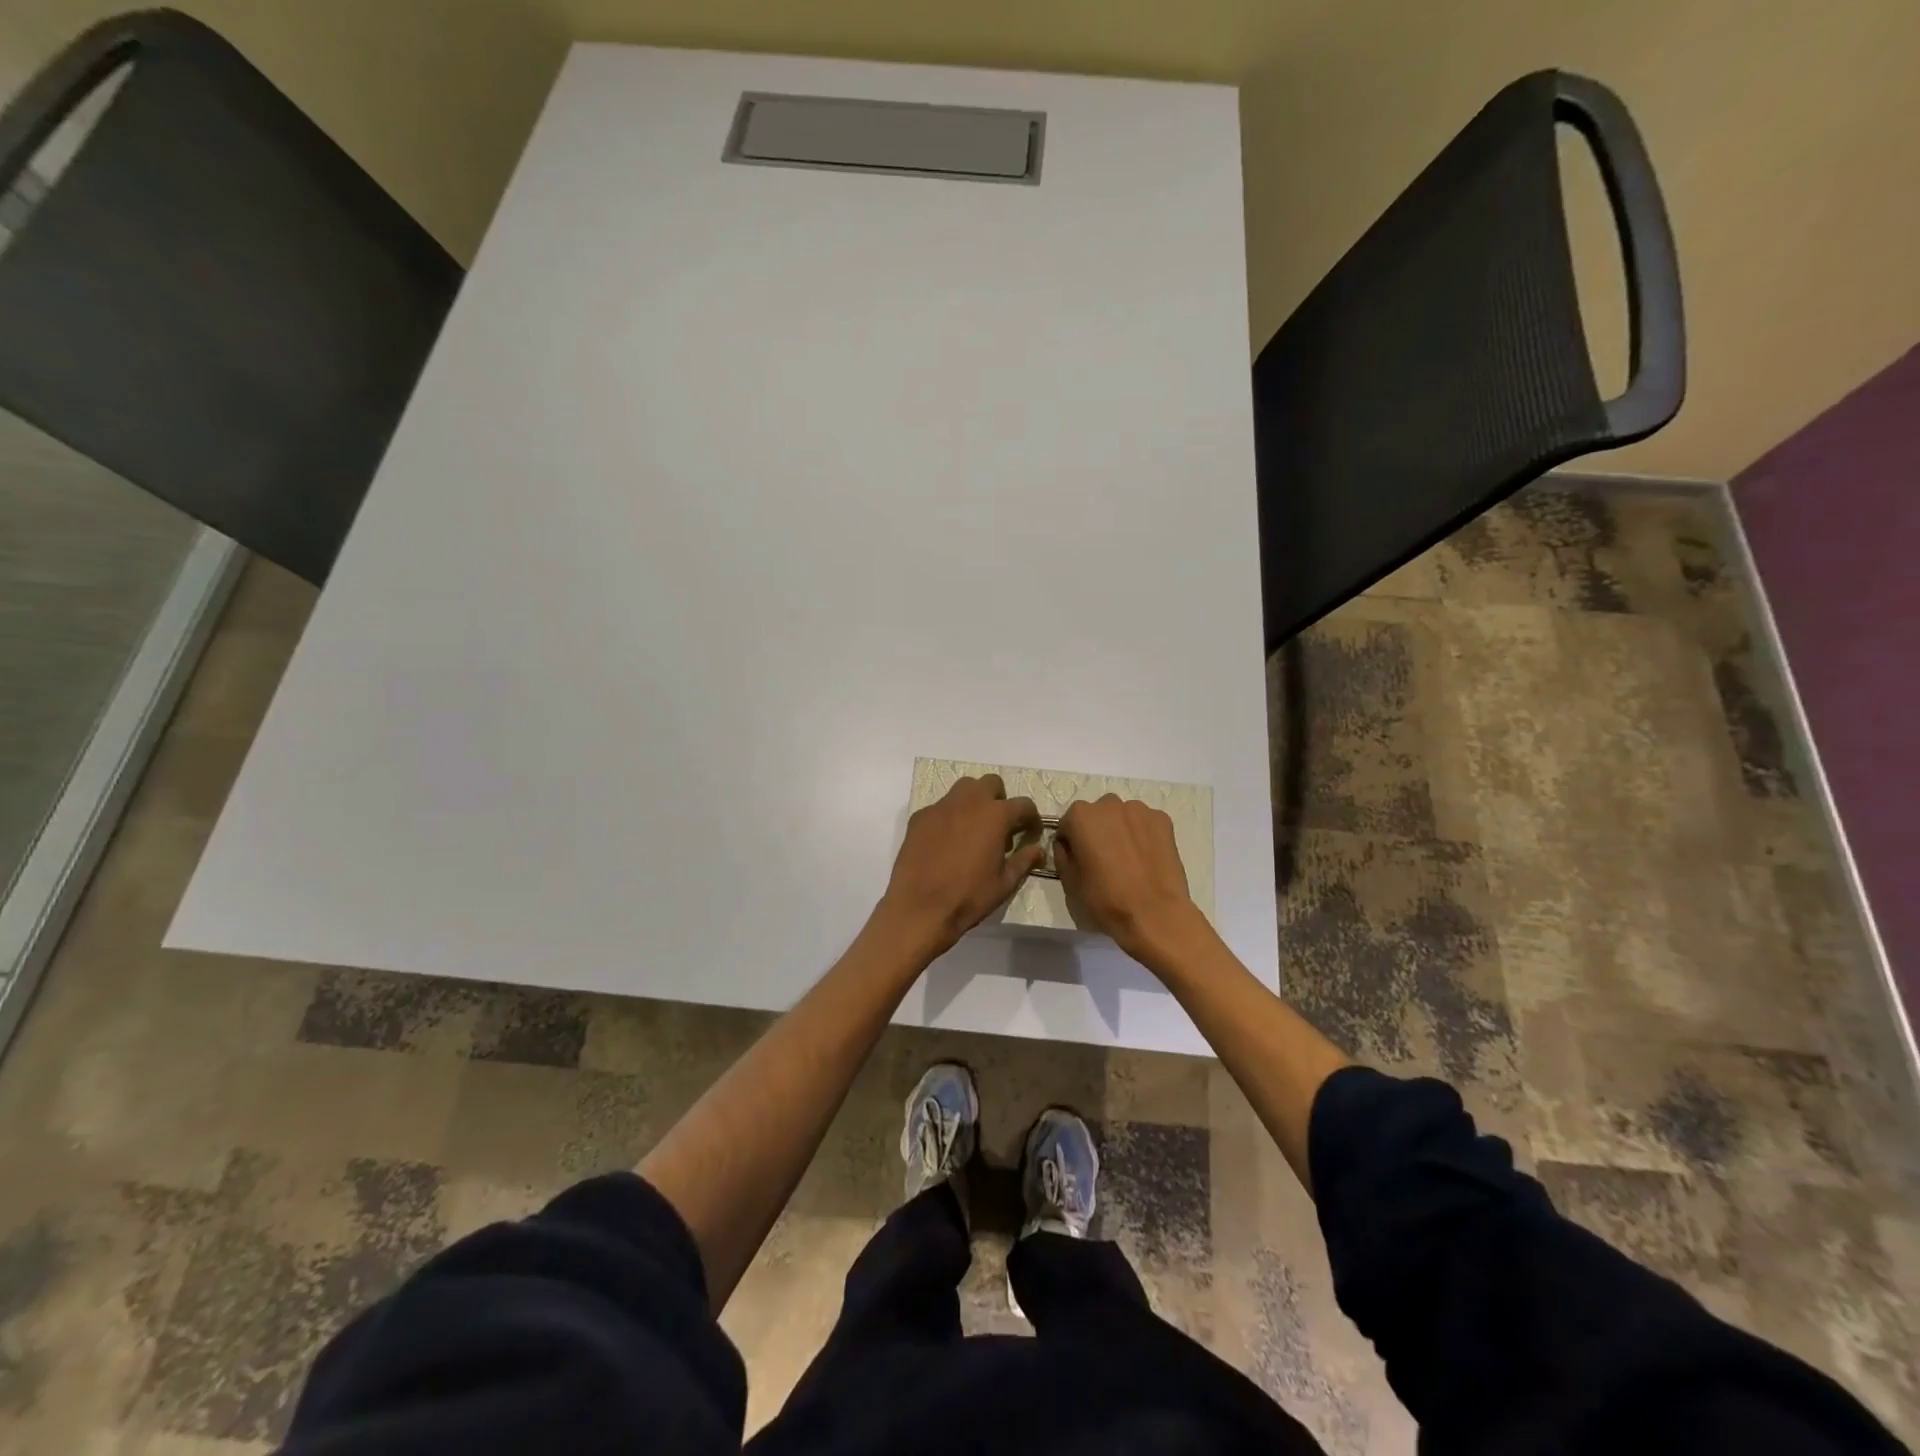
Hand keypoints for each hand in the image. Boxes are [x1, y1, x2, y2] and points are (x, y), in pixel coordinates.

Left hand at [878, 775, 1043, 956]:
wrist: (919, 907)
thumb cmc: (968, 896)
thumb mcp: (1005, 883)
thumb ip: (1024, 860)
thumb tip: (1038, 849)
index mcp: (995, 815)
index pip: (1023, 804)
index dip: (1031, 818)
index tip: (1030, 833)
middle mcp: (969, 802)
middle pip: (991, 783)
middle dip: (1000, 799)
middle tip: (999, 826)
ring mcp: (941, 806)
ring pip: (964, 788)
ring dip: (974, 801)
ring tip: (973, 828)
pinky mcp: (920, 817)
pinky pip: (940, 807)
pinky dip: (949, 816)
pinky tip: (945, 841)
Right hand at [1053, 795, 1206, 963]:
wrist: (1154, 915)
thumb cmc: (1105, 900)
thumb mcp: (1069, 881)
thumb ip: (1062, 855)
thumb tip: (1067, 846)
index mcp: (1080, 816)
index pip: (1068, 824)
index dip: (1071, 843)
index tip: (1079, 861)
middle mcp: (1109, 804)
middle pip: (1097, 815)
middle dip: (1097, 832)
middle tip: (1103, 860)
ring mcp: (1139, 810)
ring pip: (1123, 817)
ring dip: (1121, 831)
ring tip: (1128, 860)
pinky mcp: (1163, 820)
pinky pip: (1145, 824)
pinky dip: (1143, 835)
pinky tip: (1146, 859)